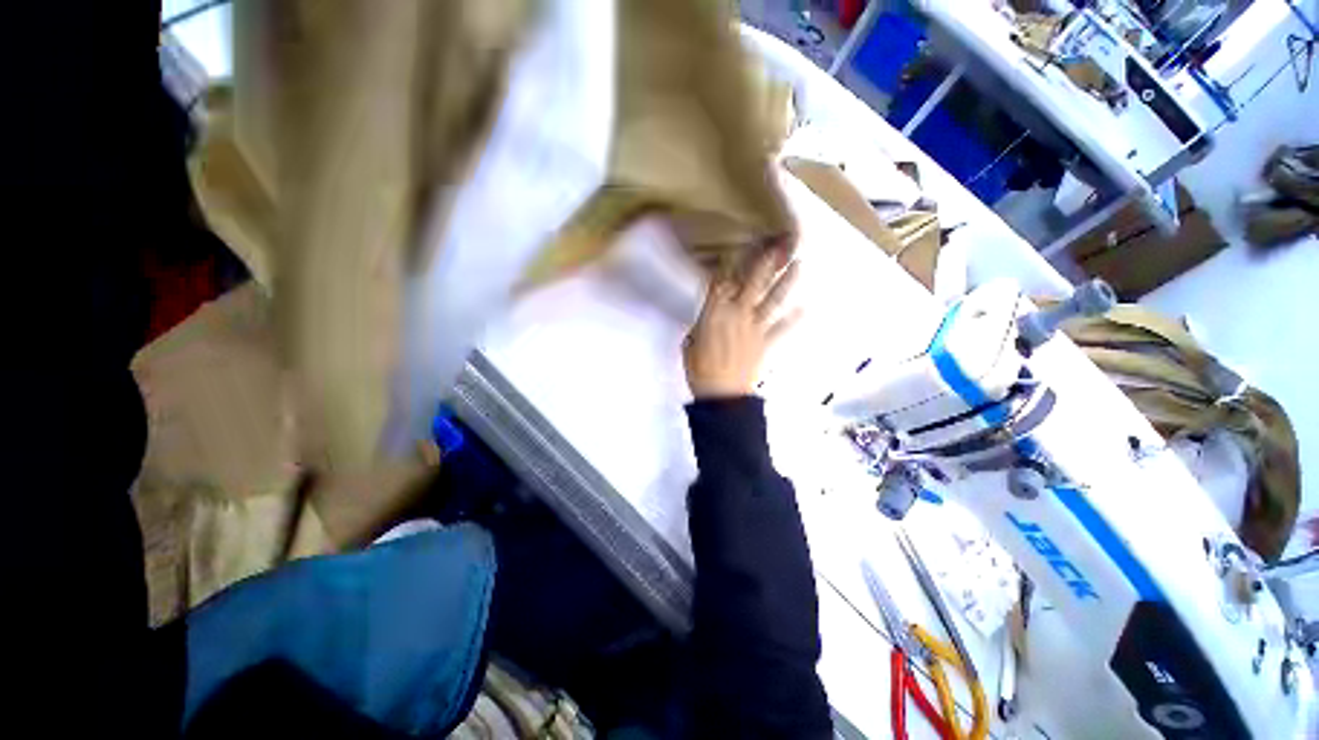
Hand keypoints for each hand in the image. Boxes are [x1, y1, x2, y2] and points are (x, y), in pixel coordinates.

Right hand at [684, 245, 802, 399]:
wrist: (722, 396)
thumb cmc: (699, 370)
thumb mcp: (690, 345)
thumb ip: (700, 328)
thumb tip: (706, 322)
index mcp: (715, 312)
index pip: (721, 281)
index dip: (729, 262)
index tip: (738, 247)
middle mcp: (738, 313)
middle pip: (753, 283)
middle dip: (766, 262)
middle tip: (779, 244)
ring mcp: (755, 328)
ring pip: (773, 300)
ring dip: (787, 282)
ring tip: (799, 265)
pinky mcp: (766, 343)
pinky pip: (782, 328)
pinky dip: (794, 320)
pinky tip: (805, 309)